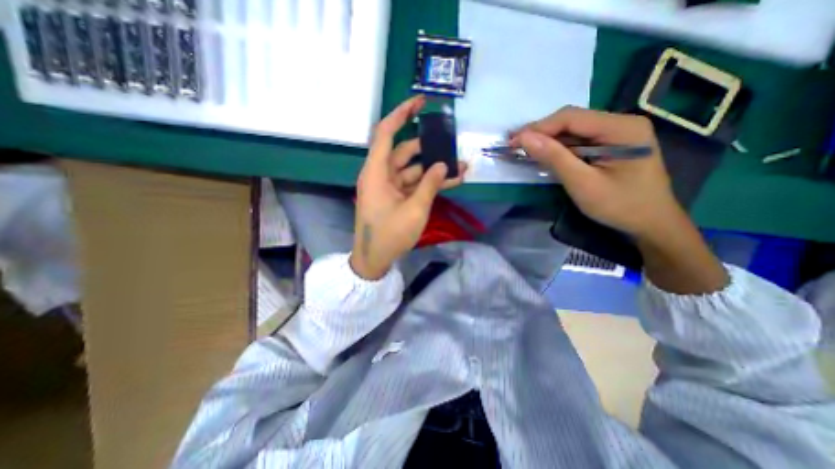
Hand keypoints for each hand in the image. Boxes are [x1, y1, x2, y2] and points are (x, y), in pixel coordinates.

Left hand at [348, 93, 468, 277]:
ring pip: (412, 169)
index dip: (402, 114)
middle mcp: (380, 175)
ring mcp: (388, 187)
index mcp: (376, 172)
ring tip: (459, 166)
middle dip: (429, 148)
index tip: (420, 102)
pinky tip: (450, 181)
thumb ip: (430, 184)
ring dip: (433, 168)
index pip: (387, 133)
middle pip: (405, 152)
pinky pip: (412, 184)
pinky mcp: (395, 197)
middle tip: (450, 142)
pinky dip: (428, 183)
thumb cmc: (390, 235)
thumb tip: (442, 165)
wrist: (374, 259)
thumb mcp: (414, 210)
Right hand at [513, 105, 681, 239]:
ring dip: (548, 141)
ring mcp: (618, 132)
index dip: (538, 128)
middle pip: (572, 121)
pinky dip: (559, 148)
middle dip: (541, 133)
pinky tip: (545, 155)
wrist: (651, 224)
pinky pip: (579, 141)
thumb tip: (524, 138)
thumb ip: (554, 158)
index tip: (512, 141)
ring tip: (524, 150)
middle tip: (514, 146)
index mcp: (621, 127)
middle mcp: (621, 122)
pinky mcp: (612, 144)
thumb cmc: (619, 206)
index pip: (571, 118)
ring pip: (573, 131)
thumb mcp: (583, 184)